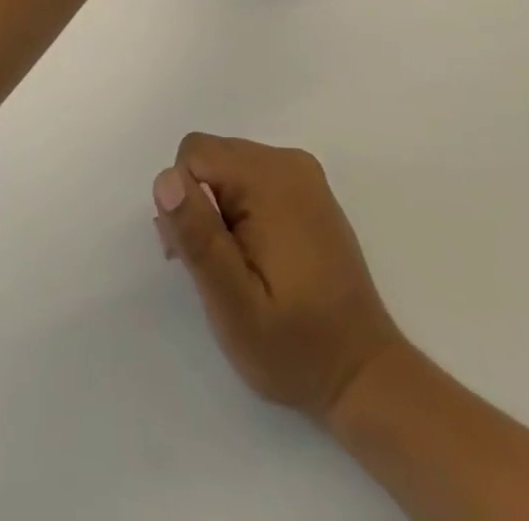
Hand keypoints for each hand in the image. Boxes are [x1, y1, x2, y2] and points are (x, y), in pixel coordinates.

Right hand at [153, 133, 403, 422]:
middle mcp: (288, 161)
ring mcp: (303, 174)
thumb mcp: (234, 304)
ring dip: (218, 210)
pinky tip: (256, 257)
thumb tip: (166, 178)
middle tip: (214, 271)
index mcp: (271, 179)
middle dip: (199, 206)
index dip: (184, 202)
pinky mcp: (309, 191)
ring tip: (235, 269)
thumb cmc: (294, 346)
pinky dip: (240, 210)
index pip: (195, 154)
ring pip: (229, 167)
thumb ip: (199, 237)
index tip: (196, 255)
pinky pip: (253, 179)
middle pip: (212, 157)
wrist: (362, 373)